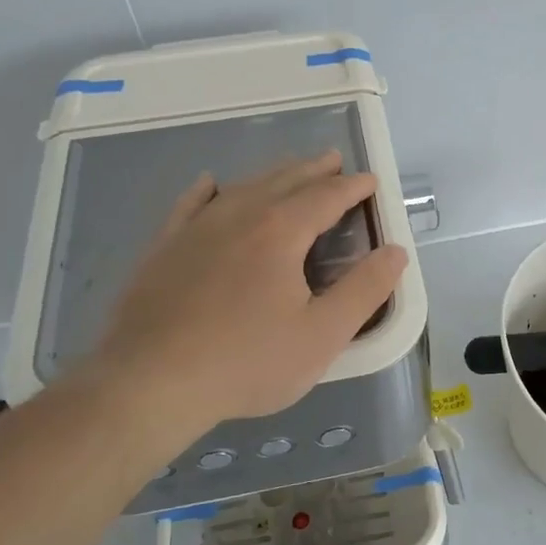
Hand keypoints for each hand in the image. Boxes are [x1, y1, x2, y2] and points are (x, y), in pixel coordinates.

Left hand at [82, 152, 407, 435]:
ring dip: (271, 175)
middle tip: (333, 161)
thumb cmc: (246, 362)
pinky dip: (206, 191)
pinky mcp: (164, 248)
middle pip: (284, 181)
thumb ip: (364, 290)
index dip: (352, 187)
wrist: (149, 382)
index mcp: (281, 232)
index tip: (369, 180)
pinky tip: (210, 184)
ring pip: (241, 188)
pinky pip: (190, 205)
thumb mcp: (322, 335)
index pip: (326, 196)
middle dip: (313, 170)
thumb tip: (395, 252)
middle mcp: (238, 215)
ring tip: (289, 171)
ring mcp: (195, 229)